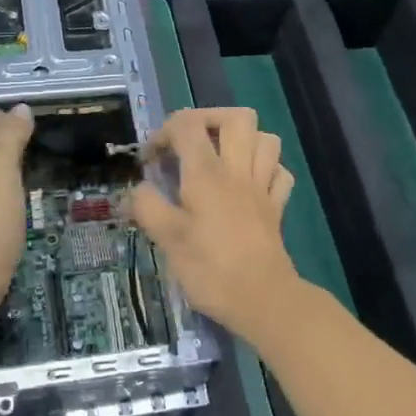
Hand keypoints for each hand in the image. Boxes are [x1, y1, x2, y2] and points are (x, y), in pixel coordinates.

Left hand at [0, 99, 34, 330]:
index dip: (0, 114)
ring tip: (22, 181)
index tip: (21, 139)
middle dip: (6, 137)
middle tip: (26, 160)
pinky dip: (1, 186)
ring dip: (6, 163)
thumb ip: (10, 135)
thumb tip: (20, 109)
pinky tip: (13, 203)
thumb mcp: (2, 169)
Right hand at [129, 107, 299, 341]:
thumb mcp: (168, 240)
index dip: (163, 133)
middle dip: (209, 119)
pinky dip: (266, 169)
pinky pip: (279, 172)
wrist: (263, 299)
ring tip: (221, 158)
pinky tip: (249, 183)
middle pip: (236, 117)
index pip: (186, 126)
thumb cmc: (211, 270)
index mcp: (207, 174)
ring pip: (266, 138)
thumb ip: (148, 208)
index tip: (150, 161)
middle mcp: (238, 171)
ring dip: (243, 139)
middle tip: (190, 143)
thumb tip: (136, 190)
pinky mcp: (277, 207)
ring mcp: (262, 187)